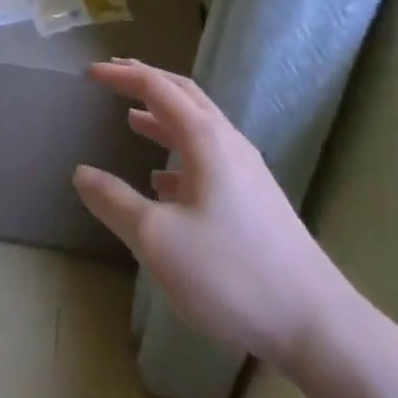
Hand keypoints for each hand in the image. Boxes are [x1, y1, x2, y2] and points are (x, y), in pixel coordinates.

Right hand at [73, 59, 354, 365]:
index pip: (156, 87)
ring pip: (198, 125)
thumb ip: (115, 202)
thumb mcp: (158, 240)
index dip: (121, 75)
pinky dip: (179, 152)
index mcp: (204, 137)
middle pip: (183, 94)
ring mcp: (246, 169)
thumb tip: (81, 173)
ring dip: (163, 116)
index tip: (89, 73)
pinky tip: (163, 180)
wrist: (315, 324)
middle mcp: (228, 140)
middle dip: (146, 81)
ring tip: (132, 119)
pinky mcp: (255, 197)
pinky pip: (209, 156)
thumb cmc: (230, 273)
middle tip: (113, 75)